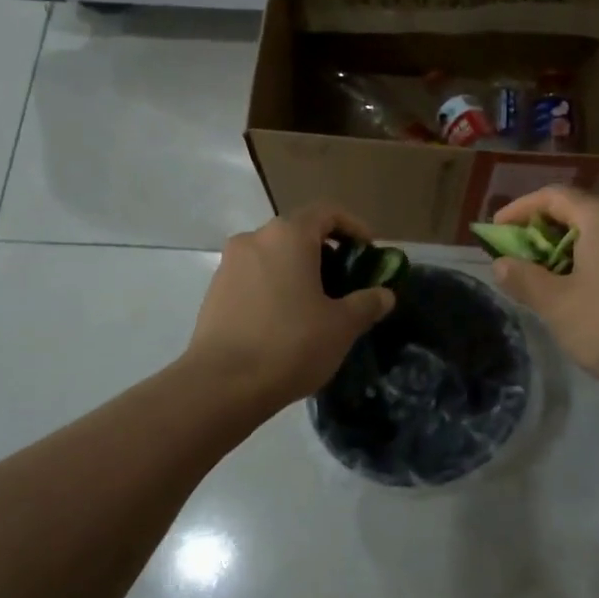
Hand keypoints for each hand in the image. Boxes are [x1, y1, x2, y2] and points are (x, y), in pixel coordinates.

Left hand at [185, 203, 395, 411]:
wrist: (221, 385)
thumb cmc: (291, 344)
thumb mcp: (342, 326)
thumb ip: (367, 303)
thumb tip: (384, 295)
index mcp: (288, 235)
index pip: (326, 212)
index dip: (353, 227)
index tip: (369, 251)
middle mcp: (255, 239)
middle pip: (298, 233)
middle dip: (326, 253)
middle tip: (346, 283)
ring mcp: (229, 264)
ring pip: (274, 256)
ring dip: (298, 271)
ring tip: (317, 306)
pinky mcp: (214, 291)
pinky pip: (254, 277)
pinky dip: (275, 287)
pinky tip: (285, 321)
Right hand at [490, 187, 598, 402]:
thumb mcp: (556, 303)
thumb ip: (524, 279)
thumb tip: (501, 264)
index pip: (553, 196)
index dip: (519, 210)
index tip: (494, 232)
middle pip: (576, 212)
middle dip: (540, 231)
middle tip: (516, 256)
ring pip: (596, 235)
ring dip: (563, 251)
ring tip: (541, 279)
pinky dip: (586, 264)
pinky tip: (577, 295)